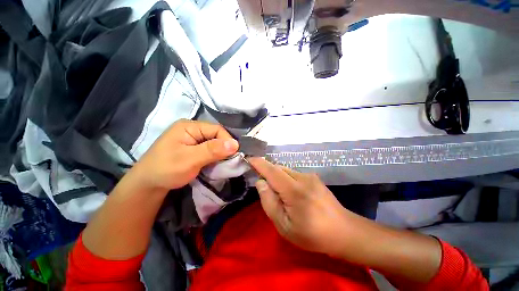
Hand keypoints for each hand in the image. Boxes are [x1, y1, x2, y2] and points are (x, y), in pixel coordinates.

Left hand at [130, 119, 238, 191]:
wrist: (148, 184)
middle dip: (224, 148)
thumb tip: (235, 144)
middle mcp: (192, 129)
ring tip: (223, 163)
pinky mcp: (194, 147)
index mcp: (189, 126)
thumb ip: (212, 150)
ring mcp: (193, 138)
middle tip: (228, 161)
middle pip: (216, 135)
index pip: (216, 129)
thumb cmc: (166, 169)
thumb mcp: (190, 160)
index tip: (233, 155)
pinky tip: (216, 162)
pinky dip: (215, 156)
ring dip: (220, 153)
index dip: (227, 141)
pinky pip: (210, 149)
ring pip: (214, 143)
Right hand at [248, 157, 352, 255]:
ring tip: (281, 196)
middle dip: (267, 173)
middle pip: (278, 169)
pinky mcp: (314, 177)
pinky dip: (286, 179)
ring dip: (277, 178)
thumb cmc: (312, 234)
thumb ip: (269, 202)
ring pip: (286, 171)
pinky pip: (293, 174)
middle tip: (265, 190)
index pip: (272, 171)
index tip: (249, 159)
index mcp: (294, 190)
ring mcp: (310, 176)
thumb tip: (261, 182)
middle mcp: (302, 178)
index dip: (259, 163)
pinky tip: (292, 194)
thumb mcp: (284, 225)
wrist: (344, 231)